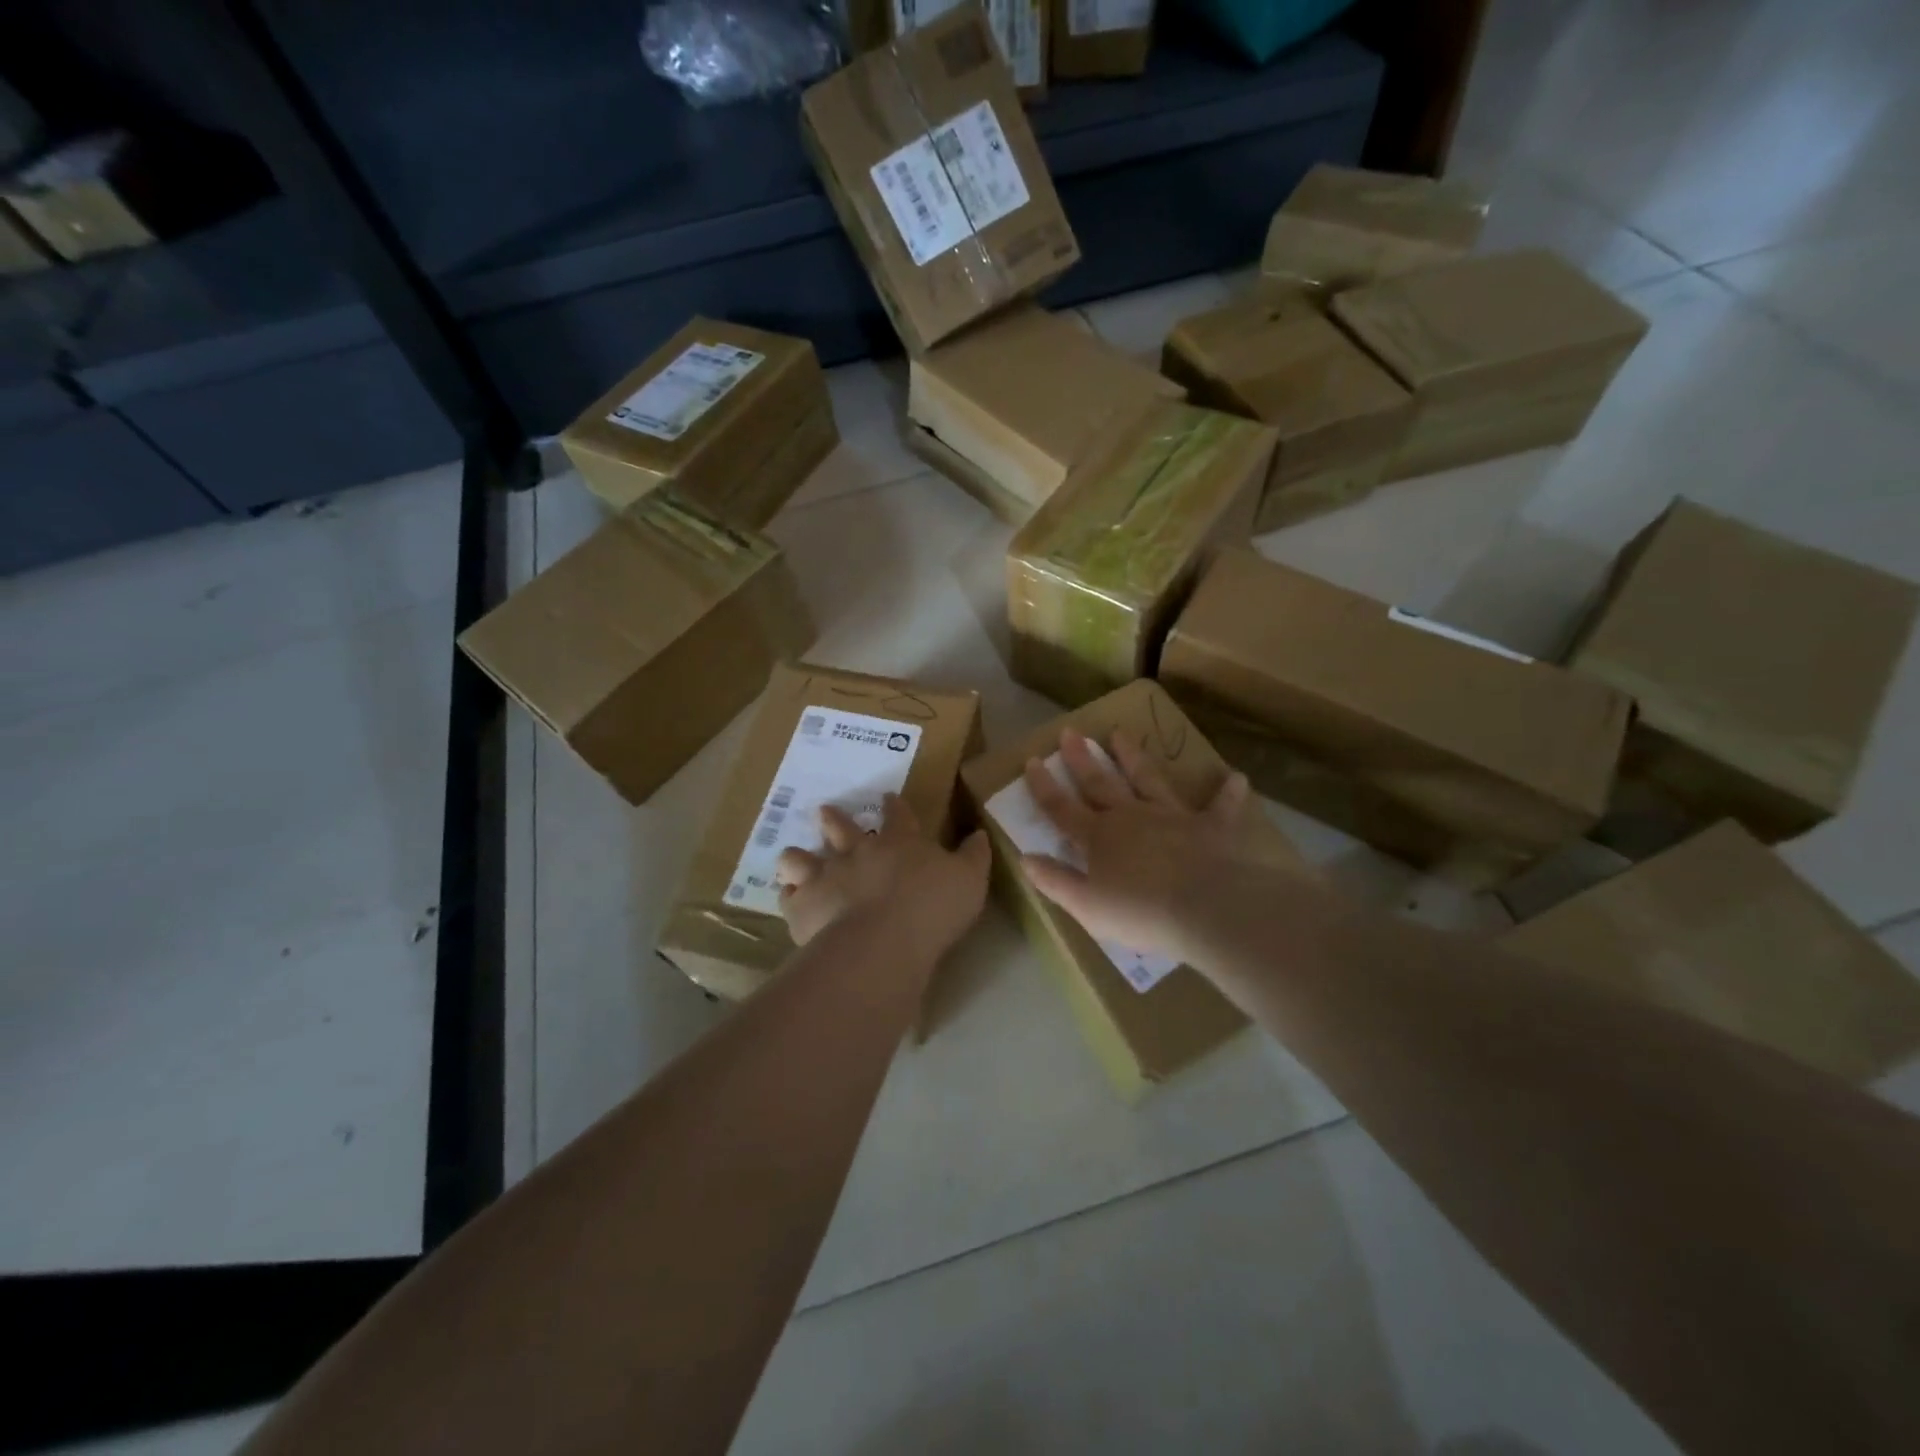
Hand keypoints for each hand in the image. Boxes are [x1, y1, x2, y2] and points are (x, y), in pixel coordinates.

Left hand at [775, 794, 989, 958]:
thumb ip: (974, 856)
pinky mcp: (804, 906)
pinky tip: (789, 898)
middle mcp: (858, 853)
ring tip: (793, 857)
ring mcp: (827, 877)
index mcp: (900, 844)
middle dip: (833, 819)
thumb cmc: (932, 908)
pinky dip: (789, 896)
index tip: (887, 796)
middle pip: (841, 829)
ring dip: (798, 857)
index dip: (894, 806)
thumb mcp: (970, 880)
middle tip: (824, 811)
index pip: (899, 816)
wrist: (883, 942)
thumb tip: (980, 833)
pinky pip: (790, 897)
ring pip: (803, 858)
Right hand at [1022, 726, 1251, 961]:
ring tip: (1120, 733)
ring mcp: (1171, 816)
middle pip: (1100, 783)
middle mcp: (1131, 817)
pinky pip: (1221, 806)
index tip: (1033, 761)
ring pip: (1147, 779)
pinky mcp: (1211, 825)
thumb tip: (1025, 857)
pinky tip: (1236, 777)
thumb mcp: (1086, 905)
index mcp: (1098, 837)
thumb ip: (1055, 880)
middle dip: (1082, 759)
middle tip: (1070, 732)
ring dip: (1133, 756)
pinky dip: (1228, 792)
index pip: (1062, 808)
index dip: (1044, 786)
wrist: (1206, 908)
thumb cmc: (1140, 912)